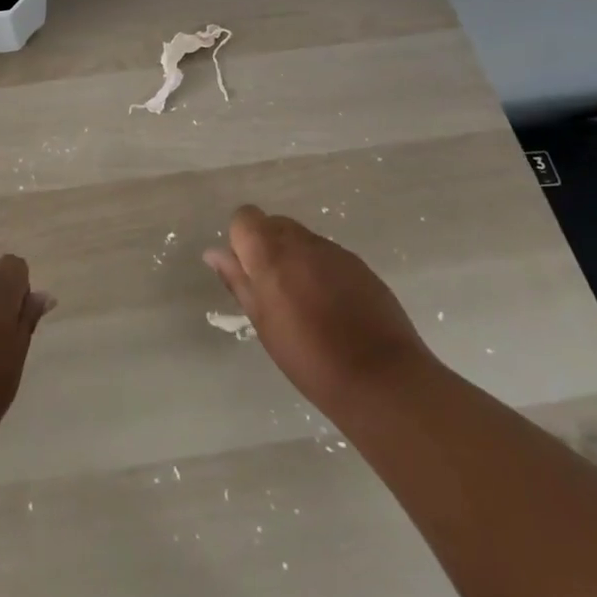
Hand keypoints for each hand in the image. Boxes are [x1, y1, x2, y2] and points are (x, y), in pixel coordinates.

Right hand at [205, 205, 427, 410]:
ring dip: (295, 259)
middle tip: (272, 290)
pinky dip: (321, 270)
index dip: (241, 240)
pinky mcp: (359, 264)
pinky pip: (327, 254)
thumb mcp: (263, 323)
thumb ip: (238, 281)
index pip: (245, 217)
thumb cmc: (309, 358)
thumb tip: (214, 253)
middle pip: (273, 224)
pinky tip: (332, 306)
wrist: (382, 378)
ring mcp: (334, 250)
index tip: (248, 273)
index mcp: (271, 253)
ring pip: (302, 239)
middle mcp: (302, 241)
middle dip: (267, 247)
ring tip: (304, 303)